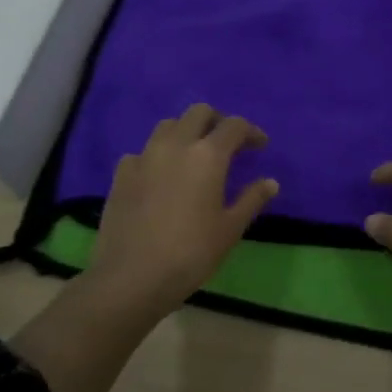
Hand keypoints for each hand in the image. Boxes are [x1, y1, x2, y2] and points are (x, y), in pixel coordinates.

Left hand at [86, 104, 277, 313]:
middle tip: (227, 144)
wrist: (131, 278)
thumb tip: (270, 182)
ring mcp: (144, 157)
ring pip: (168, 125)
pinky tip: (160, 176)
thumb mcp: (230, 229)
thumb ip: (252, 199)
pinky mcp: (121, 174)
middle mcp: (176, 145)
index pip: (234, 125)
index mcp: (208, 155)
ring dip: (186, 131)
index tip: (260, 146)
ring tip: (193, 155)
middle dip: (217, 121)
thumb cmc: (191, 254)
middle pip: (199, 113)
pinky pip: (142, 151)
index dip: (251, 131)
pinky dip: (157, 155)